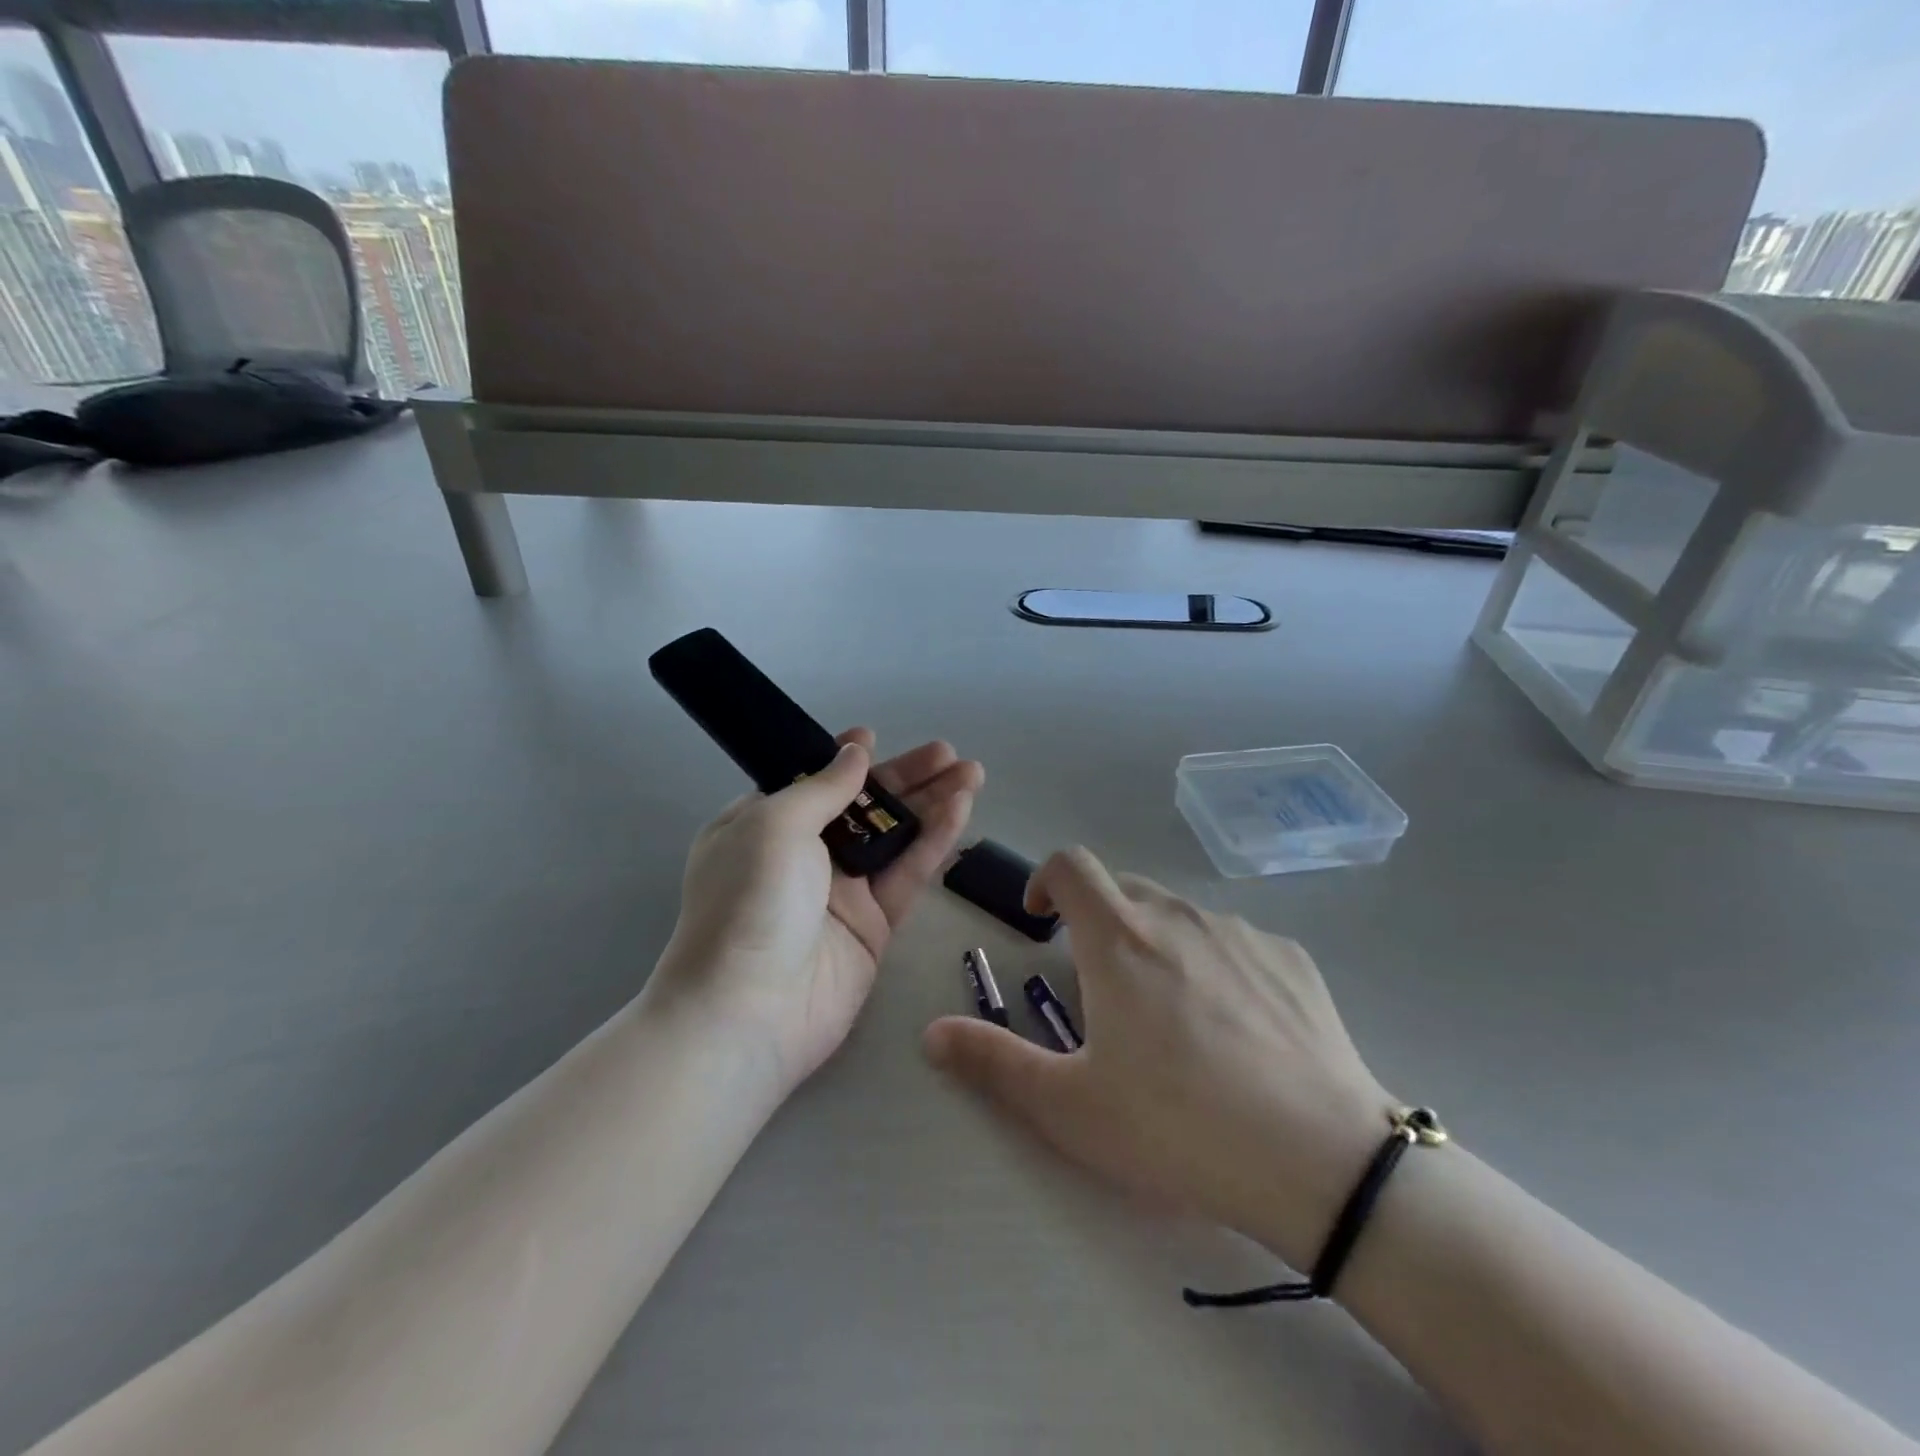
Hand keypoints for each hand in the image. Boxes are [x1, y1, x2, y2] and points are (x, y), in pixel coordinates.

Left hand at [651, 729, 983, 1091]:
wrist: (749, 1012)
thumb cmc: (749, 902)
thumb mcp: (775, 824)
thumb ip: (823, 787)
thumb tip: (856, 751)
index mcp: (763, 827)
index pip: (810, 783)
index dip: (844, 760)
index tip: (874, 738)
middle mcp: (802, 857)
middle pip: (862, 806)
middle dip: (906, 777)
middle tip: (949, 753)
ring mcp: (841, 893)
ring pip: (895, 837)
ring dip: (932, 802)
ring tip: (972, 772)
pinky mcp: (875, 926)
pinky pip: (908, 873)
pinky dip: (935, 840)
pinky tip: (961, 809)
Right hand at [923, 847, 1393, 1270]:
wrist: (1322, 1163)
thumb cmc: (1177, 1127)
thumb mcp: (1070, 1107)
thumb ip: (993, 1061)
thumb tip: (930, 1033)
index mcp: (1119, 938)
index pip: (1070, 864)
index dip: (1046, 880)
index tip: (1043, 920)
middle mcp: (1178, 916)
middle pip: (1125, 890)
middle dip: (1100, 922)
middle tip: (1103, 990)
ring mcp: (1241, 932)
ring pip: (1181, 917)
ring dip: (1158, 945)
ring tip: (1173, 1019)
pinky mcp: (1291, 959)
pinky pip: (1235, 943)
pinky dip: (1216, 964)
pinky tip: (1237, 1032)